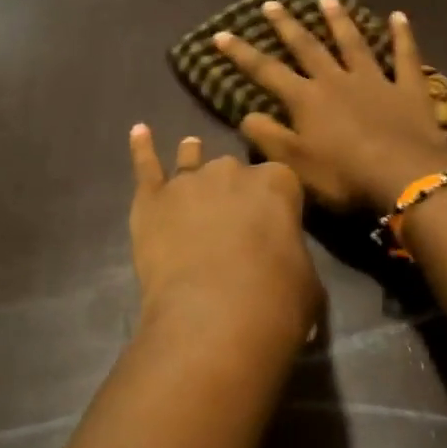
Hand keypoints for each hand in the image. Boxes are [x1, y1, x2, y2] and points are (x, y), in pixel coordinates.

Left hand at [127, 125, 321, 357]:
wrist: (214, 316)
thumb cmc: (275, 300)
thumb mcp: (308, 281)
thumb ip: (294, 258)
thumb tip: (286, 266)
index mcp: (278, 183)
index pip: (280, 181)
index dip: (276, 201)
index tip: (274, 222)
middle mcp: (233, 171)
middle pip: (234, 171)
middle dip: (233, 189)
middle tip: (233, 218)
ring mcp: (189, 181)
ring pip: (191, 160)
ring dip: (192, 158)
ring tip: (190, 148)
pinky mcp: (152, 200)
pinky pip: (146, 167)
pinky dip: (141, 149)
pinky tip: (138, 131)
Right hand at [213, 0, 446, 214]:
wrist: (406, 177)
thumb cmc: (345, 177)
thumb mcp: (295, 165)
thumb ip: (268, 138)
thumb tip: (246, 115)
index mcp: (307, 100)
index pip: (267, 72)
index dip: (242, 54)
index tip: (221, 34)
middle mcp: (337, 81)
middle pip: (309, 48)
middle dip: (287, 26)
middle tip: (272, 4)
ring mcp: (376, 81)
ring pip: (353, 44)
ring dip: (339, 21)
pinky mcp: (409, 89)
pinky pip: (405, 56)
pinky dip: (402, 36)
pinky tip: (399, 16)